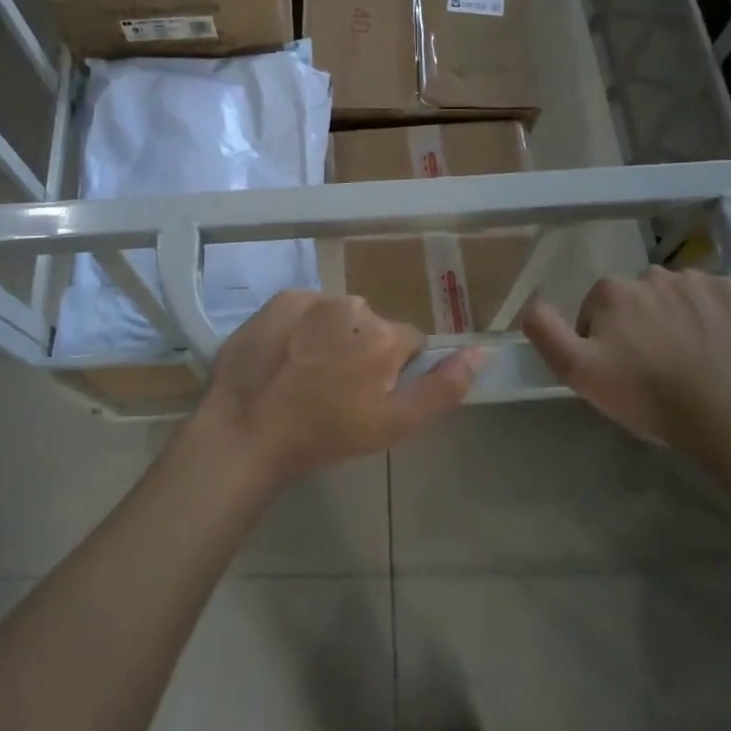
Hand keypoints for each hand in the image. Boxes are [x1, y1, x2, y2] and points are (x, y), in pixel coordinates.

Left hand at [196, 291, 482, 487]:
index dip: (395, 370)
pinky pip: (306, 308)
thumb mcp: (394, 425)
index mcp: (385, 335)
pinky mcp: (280, 299)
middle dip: (363, 350)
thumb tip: (483, 351)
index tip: (371, 395)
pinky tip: (284, 356)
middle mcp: (353, 305)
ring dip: (331, 336)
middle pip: (372, 326)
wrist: (247, 428)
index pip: (410, 342)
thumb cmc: (325, 433)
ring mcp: (313, 297)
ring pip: (338, 316)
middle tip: (335, 389)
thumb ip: (443, 387)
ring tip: (305, 374)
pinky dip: (301, 326)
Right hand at [521, 268, 730, 458]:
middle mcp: (651, 274)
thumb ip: (546, 332)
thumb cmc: (646, 395)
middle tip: (649, 365)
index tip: (616, 368)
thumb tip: (529, 304)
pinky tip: (711, 342)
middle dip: (636, 323)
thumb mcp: (579, 372)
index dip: (600, 338)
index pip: (594, 307)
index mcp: (611, 290)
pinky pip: (710, 295)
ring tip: (682, 356)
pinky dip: (708, 312)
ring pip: (671, 294)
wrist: (726, 417)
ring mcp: (696, 282)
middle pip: (633, 298)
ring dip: (671, 315)